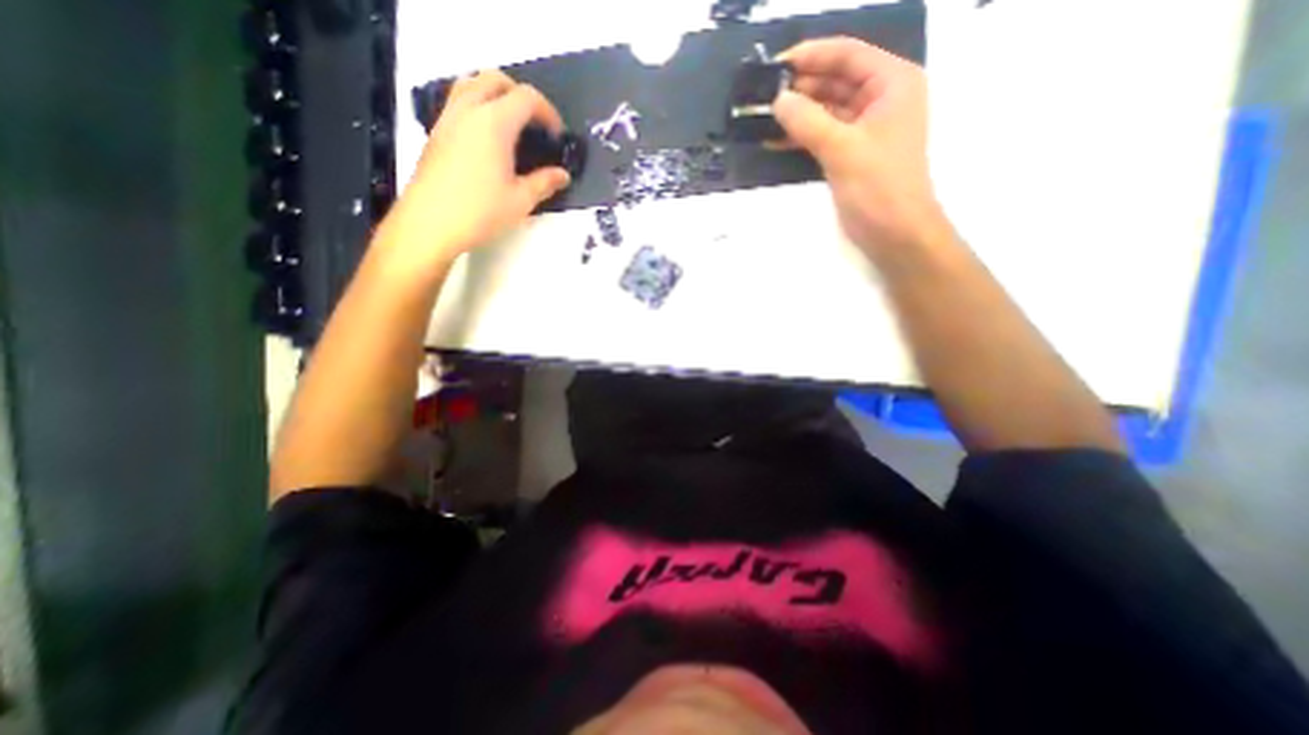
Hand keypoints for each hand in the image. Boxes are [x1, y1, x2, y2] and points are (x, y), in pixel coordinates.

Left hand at [385, 65, 572, 269]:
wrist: (430, 223)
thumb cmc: (481, 211)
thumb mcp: (521, 200)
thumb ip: (545, 182)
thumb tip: (562, 175)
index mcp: (494, 123)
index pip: (526, 98)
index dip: (548, 112)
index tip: (557, 136)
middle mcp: (469, 110)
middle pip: (496, 80)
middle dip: (521, 95)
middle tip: (535, 125)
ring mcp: (448, 118)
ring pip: (472, 85)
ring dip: (496, 95)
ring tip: (512, 126)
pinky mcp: (436, 132)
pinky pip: (458, 102)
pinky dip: (478, 107)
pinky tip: (488, 140)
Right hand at [769, 38, 947, 258]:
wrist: (894, 233)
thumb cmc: (879, 187)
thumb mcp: (842, 149)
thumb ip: (808, 122)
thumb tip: (777, 100)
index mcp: (891, 83)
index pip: (847, 55)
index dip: (811, 56)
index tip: (775, 66)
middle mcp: (880, 99)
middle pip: (834, 81)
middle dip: (799, 88)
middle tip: (762, 97)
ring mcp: (864, 128)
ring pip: (825, 110)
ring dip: (797, 114)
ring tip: (762, 118)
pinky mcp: (850, 153)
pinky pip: (822, 134)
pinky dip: (801, 136)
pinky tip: (775, 141)